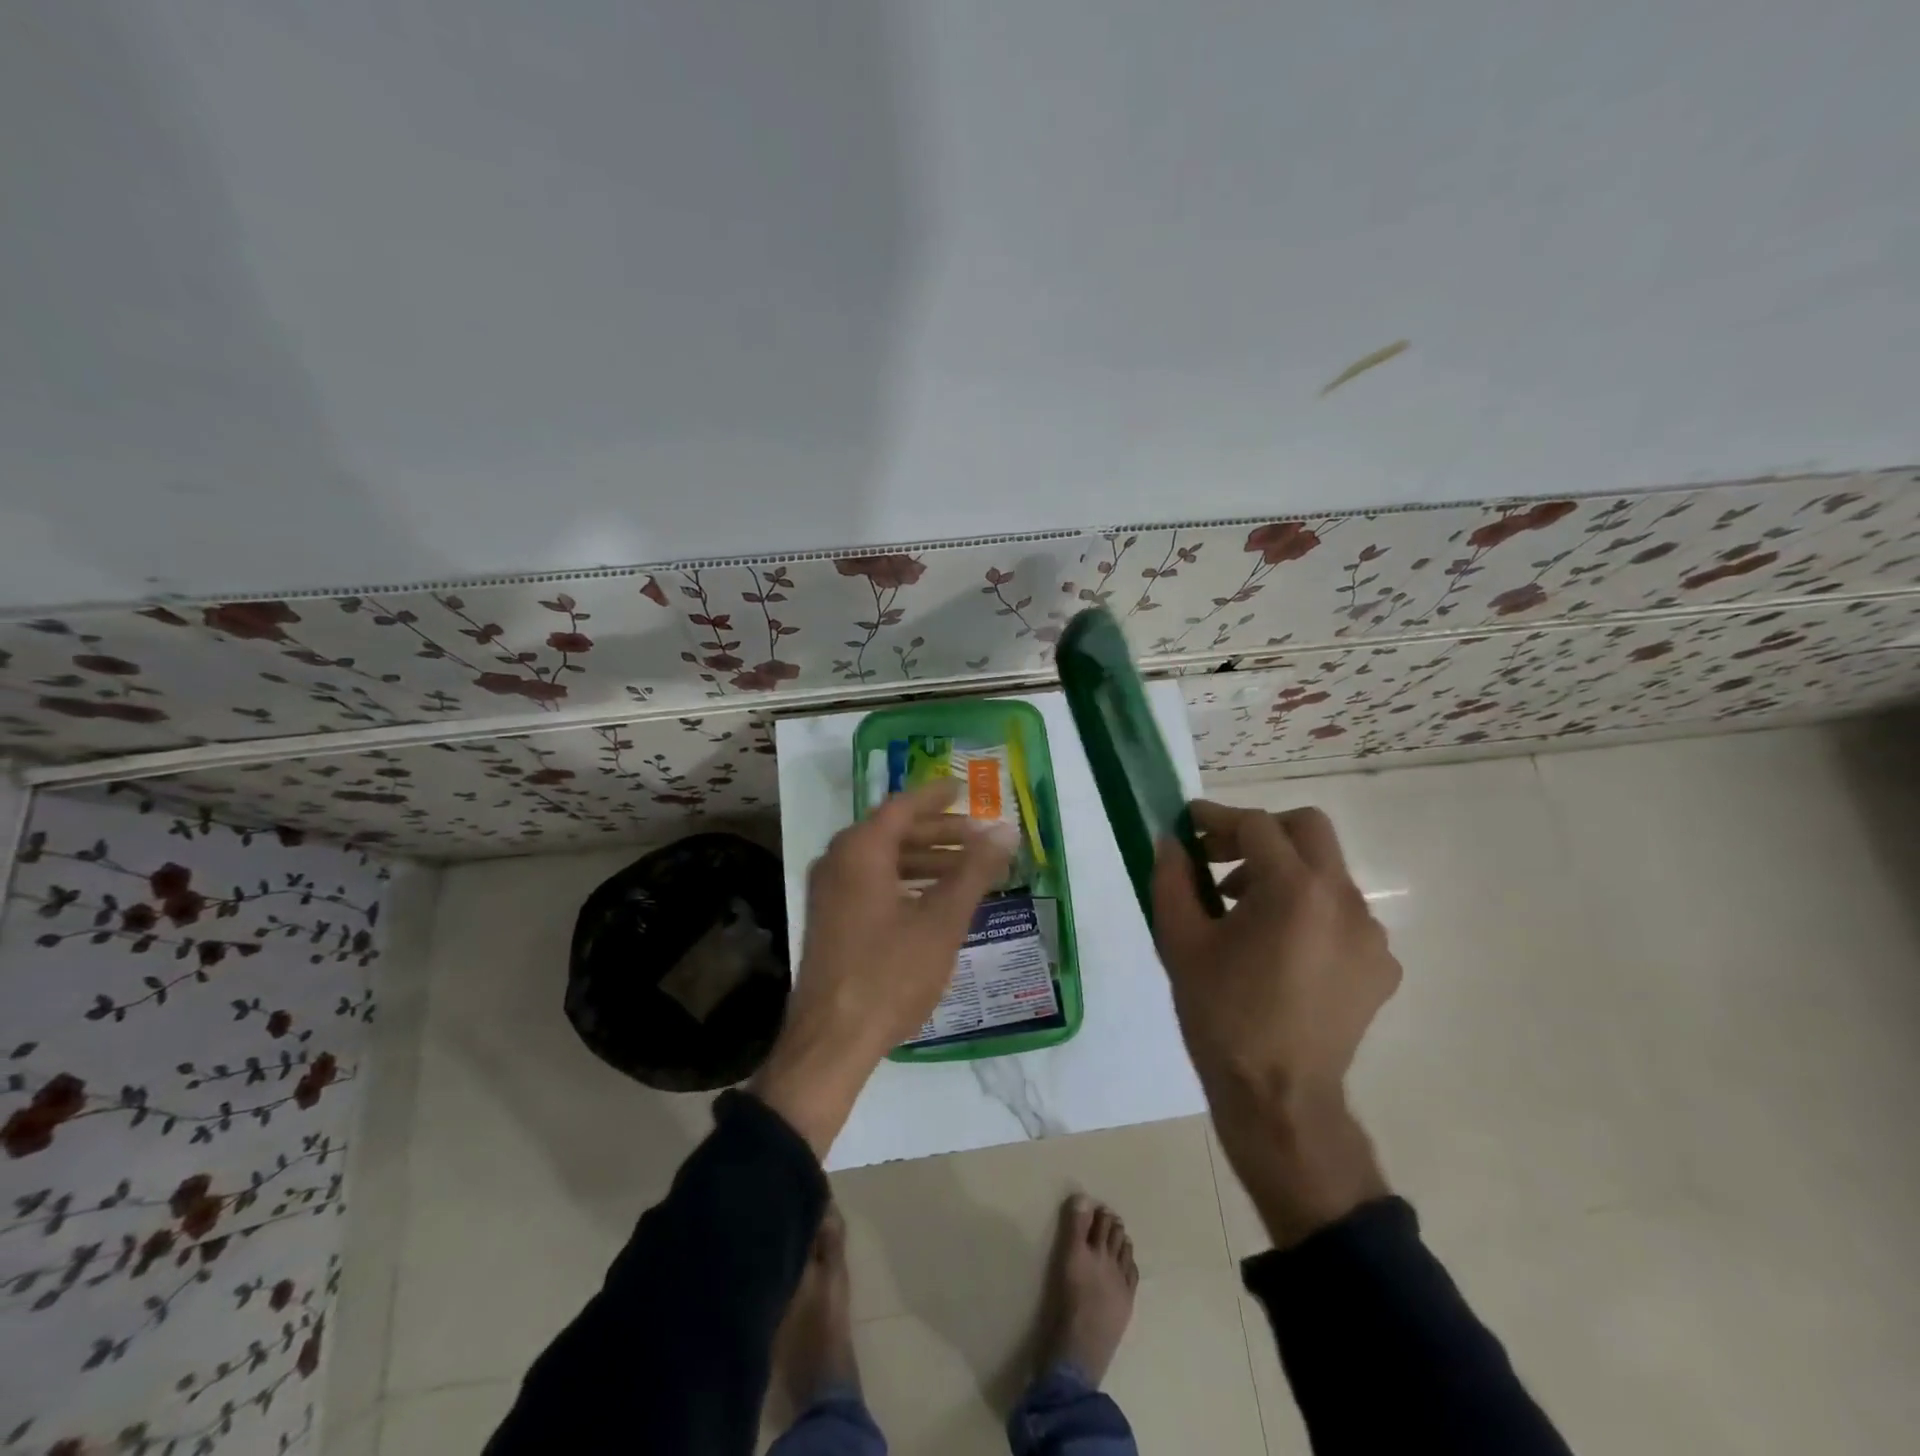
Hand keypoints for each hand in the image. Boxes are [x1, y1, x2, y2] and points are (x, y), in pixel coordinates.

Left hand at [753, 782, 1017, 1154]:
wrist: (832, 1040)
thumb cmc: (890, 973)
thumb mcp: (942, 921)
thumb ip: (974, 870)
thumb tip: (1004, 830)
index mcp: (860, 850)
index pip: (903, 806)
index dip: (938, 796)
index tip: (967, 789)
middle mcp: (838, 860)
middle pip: (894, 831)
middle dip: (940, 832)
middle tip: (980, 838)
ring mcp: (830, 890)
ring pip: (884, 859)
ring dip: (926, 859)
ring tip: (968, 870)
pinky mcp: (831, 917)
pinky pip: (873, 882)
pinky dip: (907, 881)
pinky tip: (936, 899)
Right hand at [1151, 801, 1399, 1244]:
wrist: (1278, 1099)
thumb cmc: (1222, 1015)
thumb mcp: (1180, 942)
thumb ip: (1171, 879)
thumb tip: (1170, 841)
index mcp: (1294, 890)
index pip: (1256, 826)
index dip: (1217, 817)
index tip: (1188, 822)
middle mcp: (1343, 900)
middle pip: (1307, 829)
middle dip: (1260, 832)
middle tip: (1221, 859)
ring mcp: (1370, 934)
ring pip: (1326, 872)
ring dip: (1283, 873)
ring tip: (1243, 913)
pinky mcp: (1381, 966)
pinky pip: (1342, 914)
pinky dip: (1308, 912)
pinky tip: (1280, 951)